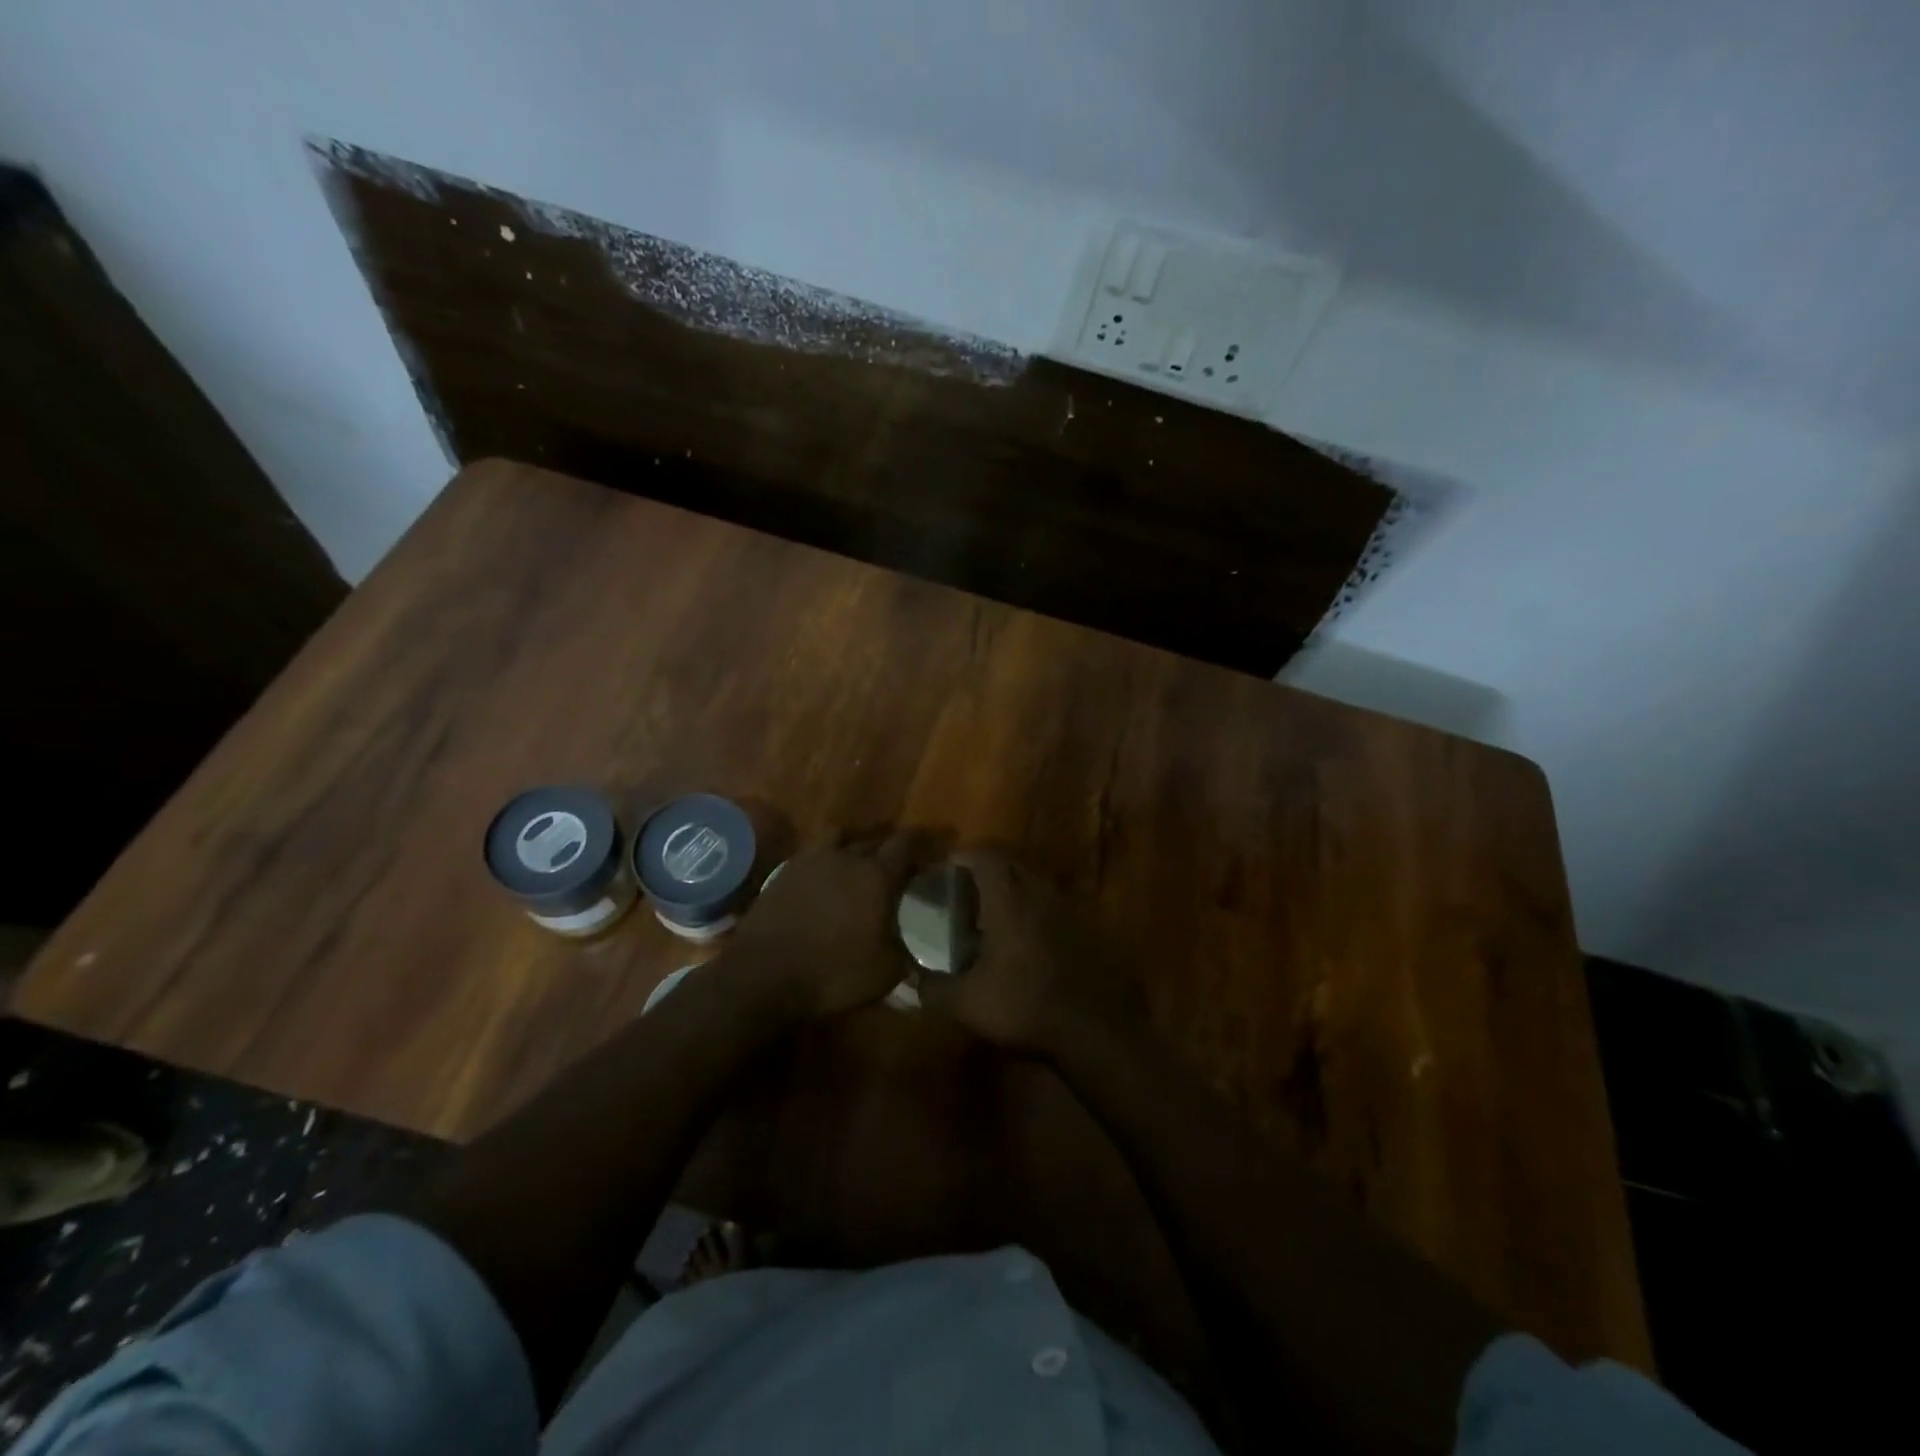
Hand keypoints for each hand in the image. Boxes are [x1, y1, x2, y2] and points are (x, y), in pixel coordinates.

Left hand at [722, 831, 919, 1018]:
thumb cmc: (832, 973)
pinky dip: (826, 857)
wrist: (763, 976)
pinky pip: (813, 853)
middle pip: (874, 839)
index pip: (906, 844)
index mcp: (876, 875)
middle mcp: (846, 857)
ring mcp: (811, 861)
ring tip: (860, 858)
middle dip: (891, 846)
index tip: (933, 845)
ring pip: (840, 836)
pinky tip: (827, 874)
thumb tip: (918, 947)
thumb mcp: (885, 972)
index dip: (923, 841)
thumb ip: (907, 952)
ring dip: (855, 843)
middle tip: (900, 861)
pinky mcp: (784, 872)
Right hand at [918, 851, 1137, 1054]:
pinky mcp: (1088, 929)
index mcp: (1009, 899)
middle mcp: (1040, 893)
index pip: (985, 856)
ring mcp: (1068, 909)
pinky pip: (1055, 906)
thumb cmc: (1024, 1005)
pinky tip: (1028, 941)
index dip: (964, 857)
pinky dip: (1037, 912)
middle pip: (1012, 863)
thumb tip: (912, 981)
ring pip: (1036, 883)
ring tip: (995, 916)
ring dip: (1015, 890)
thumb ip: (934, 989)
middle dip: (988, 869)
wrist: (1095, 1028)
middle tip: (967, 890)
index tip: (948, 869)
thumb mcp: (967, 1003)